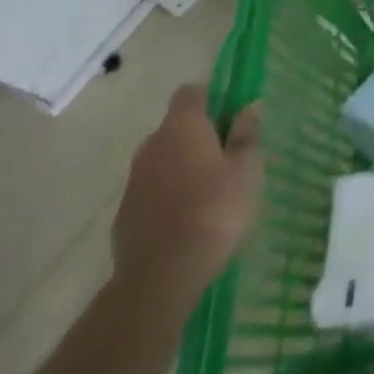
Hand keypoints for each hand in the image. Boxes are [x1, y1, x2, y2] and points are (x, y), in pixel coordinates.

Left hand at [111, 87, 262, 305]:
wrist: (158, 282)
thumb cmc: (212, 212)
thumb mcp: (245, 170)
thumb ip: (247, 134)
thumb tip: (250, 105)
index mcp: (182, 126)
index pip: (191, 91)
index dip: (210, 96)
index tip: (229, 115)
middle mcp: (152, 145)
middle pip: (175, 126)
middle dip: (197, 136)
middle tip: (224, 157)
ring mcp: (133, 182)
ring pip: (161, 160)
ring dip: (180, 167)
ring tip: (205, 193)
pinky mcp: (123, 217)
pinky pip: (150, 192)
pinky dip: (165, 197)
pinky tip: (184, 221)